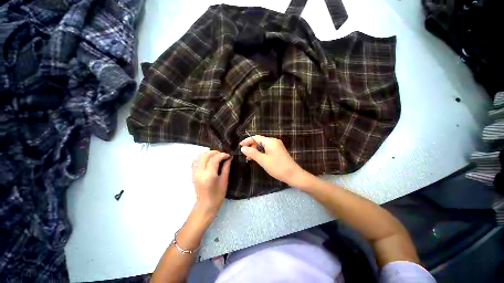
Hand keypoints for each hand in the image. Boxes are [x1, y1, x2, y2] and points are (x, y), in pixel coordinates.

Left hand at [192, 150, 231, 215]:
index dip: (222, 155)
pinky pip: (195, 162)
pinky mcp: (193, 174)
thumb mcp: (224, 181)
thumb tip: (229, 158)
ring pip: (199, 157)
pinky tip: (208, 160)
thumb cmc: (218, 195)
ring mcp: (194, 173)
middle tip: (222, 154)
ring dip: (207, 154)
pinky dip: (202, 158)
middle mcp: (200, 172)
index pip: (214, 159)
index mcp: (209, 175)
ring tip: (215, 156)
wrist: (206, 206)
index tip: (228, 155)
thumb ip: (226, 167)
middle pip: (205, 156)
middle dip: (214, 152)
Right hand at [239, 135, 303, 185]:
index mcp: (270, 142)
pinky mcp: (279, 150)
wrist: (293, 175)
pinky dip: (262, 152)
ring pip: (263, 145)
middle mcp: (274, 141)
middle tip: (246, 155)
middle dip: (252, 146)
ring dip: (256, 150)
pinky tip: (259, 158)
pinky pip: (268, 149)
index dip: (247, 141)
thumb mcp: (263, 160)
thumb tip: (243, 148)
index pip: (256, 138)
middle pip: (260, 141)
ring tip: (251, 158)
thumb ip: (252, 153)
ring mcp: (277, 146)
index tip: (240, 145)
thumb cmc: (277, 167)